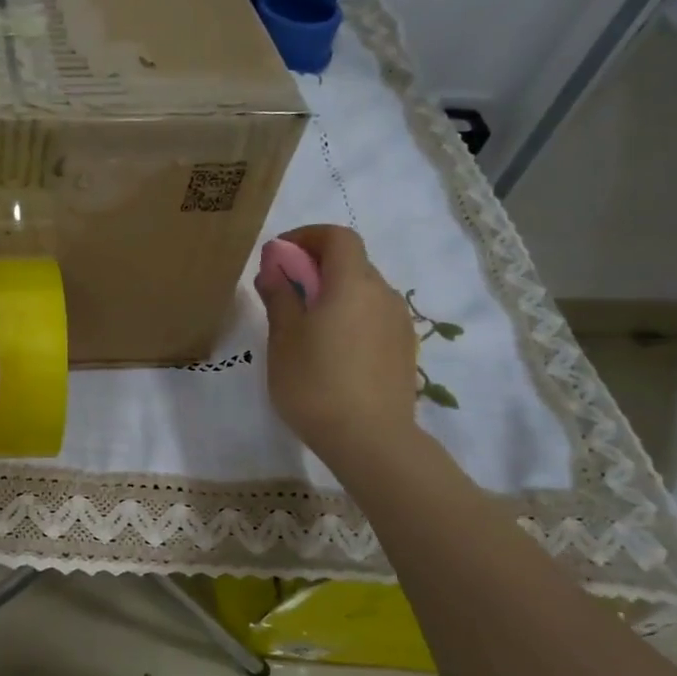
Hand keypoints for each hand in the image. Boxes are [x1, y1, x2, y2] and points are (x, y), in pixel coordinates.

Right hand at [255, 225, 417, 465]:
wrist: (369, 439)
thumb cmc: (315, 383)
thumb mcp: (283, 339)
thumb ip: (279, 297)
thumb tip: (273, 269)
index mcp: (351, 284)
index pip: (337, 237)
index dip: (307, 236)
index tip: (279, 255)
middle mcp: (382, 294)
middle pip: (351, 262)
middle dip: (316, 266)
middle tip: (284, 292)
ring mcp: (398, 322)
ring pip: (363, 291)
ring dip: (334, 293)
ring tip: (304, 326)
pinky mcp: (403, 349)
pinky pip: (373, 317)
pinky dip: (350, 316)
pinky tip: (330, 350)